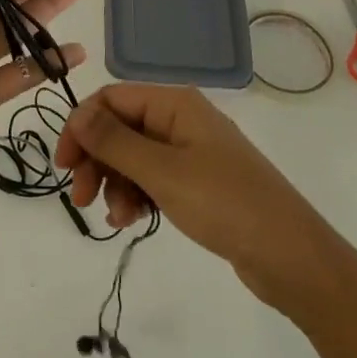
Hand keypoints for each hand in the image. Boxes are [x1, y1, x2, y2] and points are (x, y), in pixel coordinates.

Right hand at [55, 82, 322, 308]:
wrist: (292, 257)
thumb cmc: (225, 204)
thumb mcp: (162, 172)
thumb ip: (114, 141)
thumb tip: (77, 113)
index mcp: (174, 104)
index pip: (111, 99)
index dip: (82, 127)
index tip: (63, 166)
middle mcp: (180, 119)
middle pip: (119, 127)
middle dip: (95, 160)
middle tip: (80, 198)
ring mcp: (190, 151)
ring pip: (132, 156)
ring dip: (115, 183)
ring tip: (116, 218)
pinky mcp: (198, 182)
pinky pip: (152, 178)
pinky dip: (136, 195)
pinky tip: (131, 221)